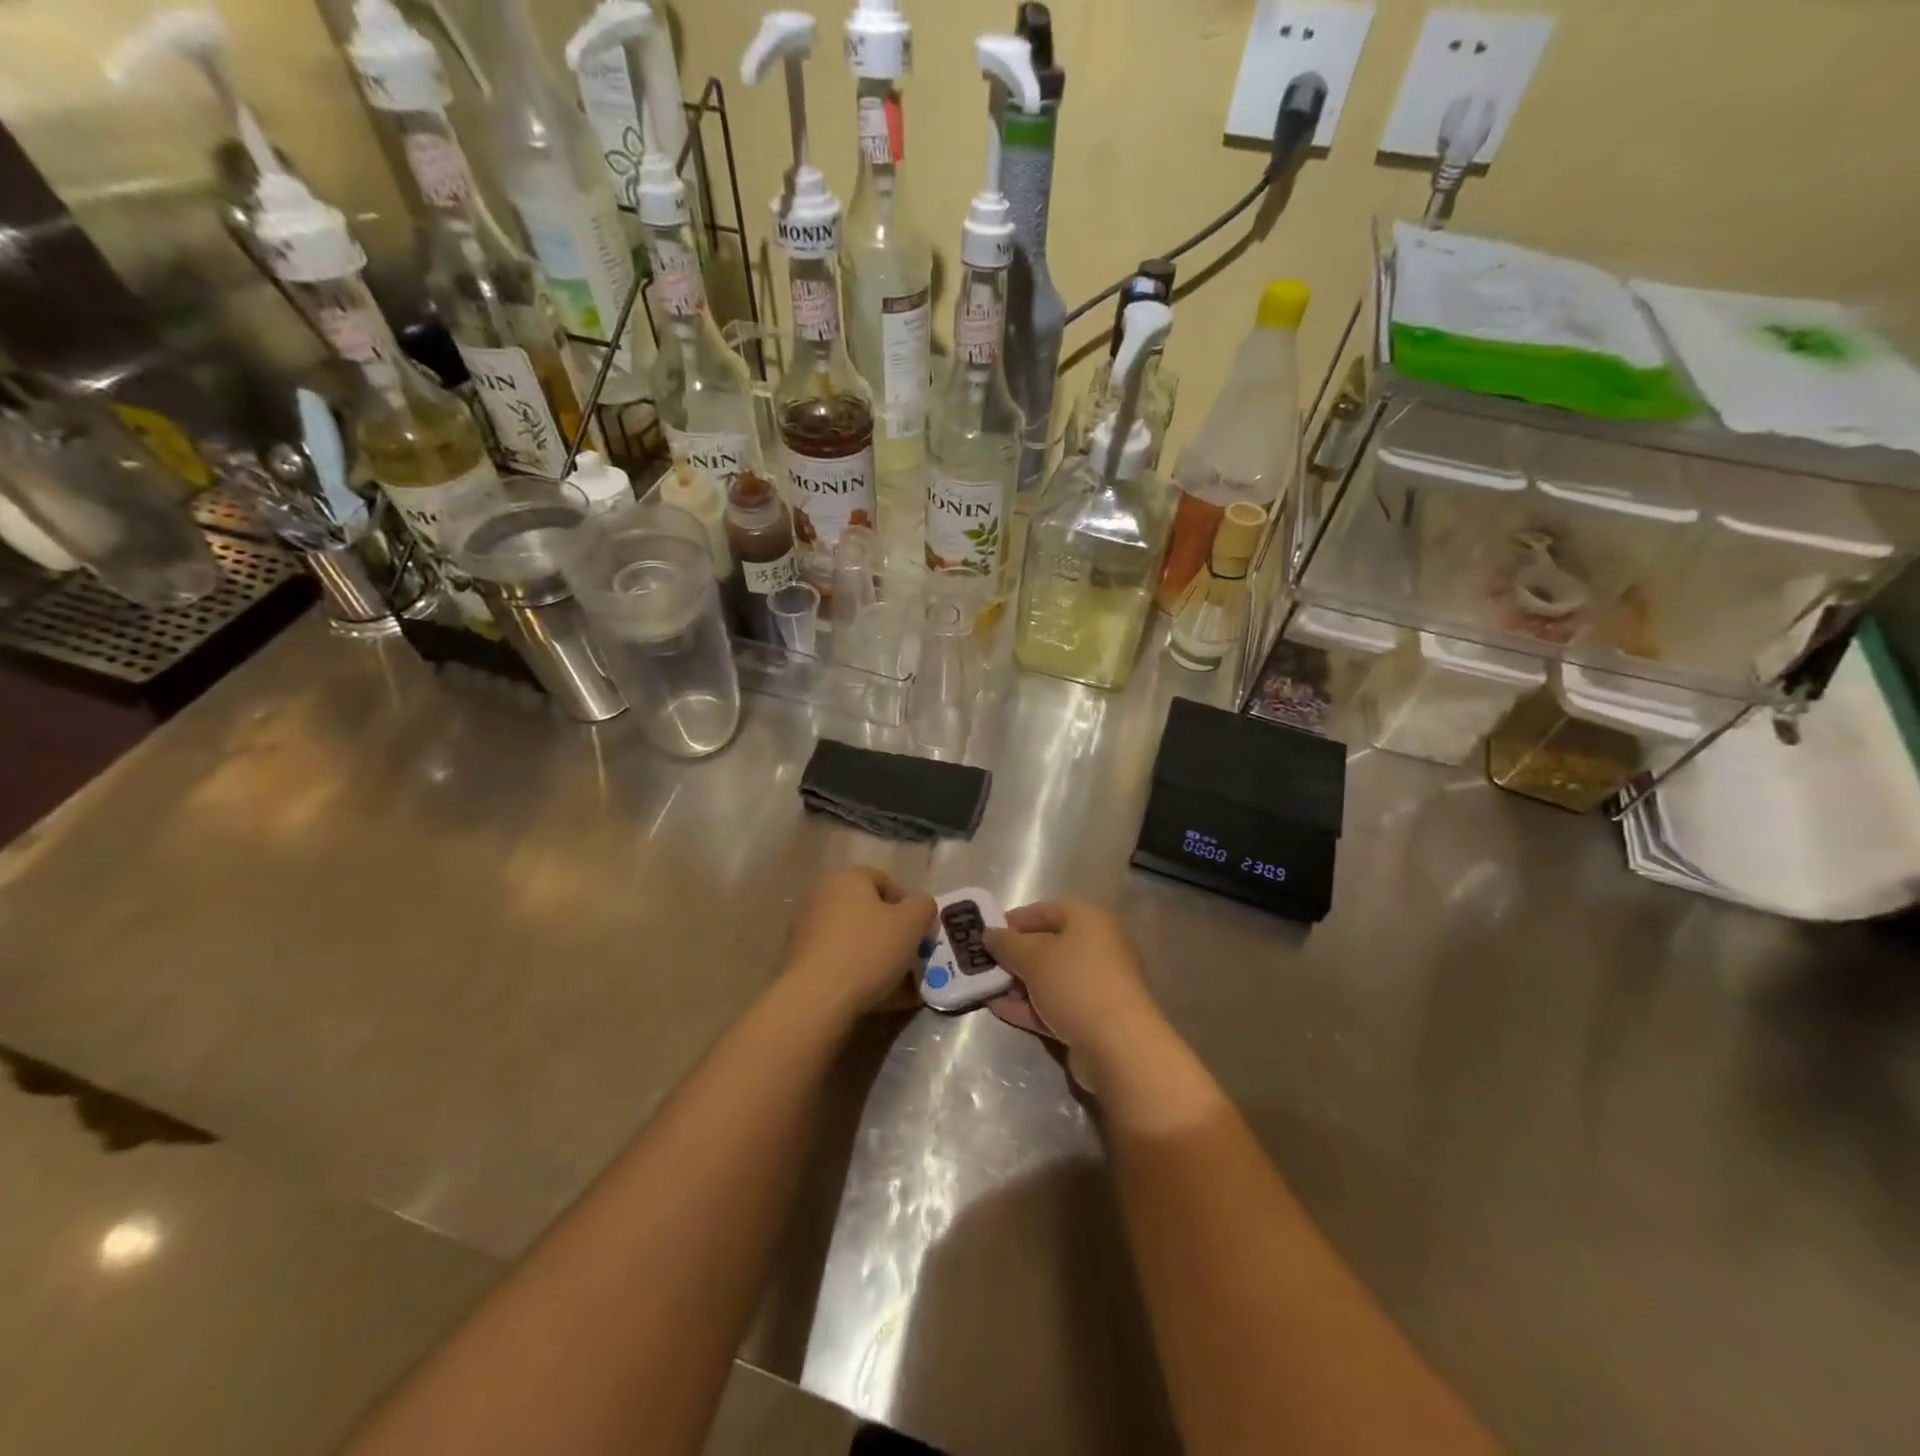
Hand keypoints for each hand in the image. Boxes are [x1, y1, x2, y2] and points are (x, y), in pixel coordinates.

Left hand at [782, 867, 935, 1016]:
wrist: (815, 997)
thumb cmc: (868, 951)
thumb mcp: (911, 924)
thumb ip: (923, 906)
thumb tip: (920, 907)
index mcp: (848, 879)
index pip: (884, 881)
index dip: (906, 904)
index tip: (918, 931)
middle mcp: (822, 895)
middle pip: (866, 909)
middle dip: (889, 930)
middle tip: (906, 954)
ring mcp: (805, 926)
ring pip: (851, 935)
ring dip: (871, 952)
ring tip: (891, 980)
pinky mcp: (796, 957)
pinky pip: (835, 958)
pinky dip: (852, 969)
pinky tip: (867, 992)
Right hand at [983, 900, 1169, 1086]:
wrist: (1119, 1046)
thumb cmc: (1076, 984)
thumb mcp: (1033, 957)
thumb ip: (1007, 944)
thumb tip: (990, 934)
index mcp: (1090, 922)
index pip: (1047, 910)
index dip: (1016, 919)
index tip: (988, 931)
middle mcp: (1098, 948)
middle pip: (1049, 945)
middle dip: (1015, 954)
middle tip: (984, 962)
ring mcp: (1097, 986)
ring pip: (1051, 978)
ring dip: (1019, 982)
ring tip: (986, 987)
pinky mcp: (1092, 1018)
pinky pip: (1055, 1005)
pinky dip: (1029, 1006)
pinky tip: (998, 1009)